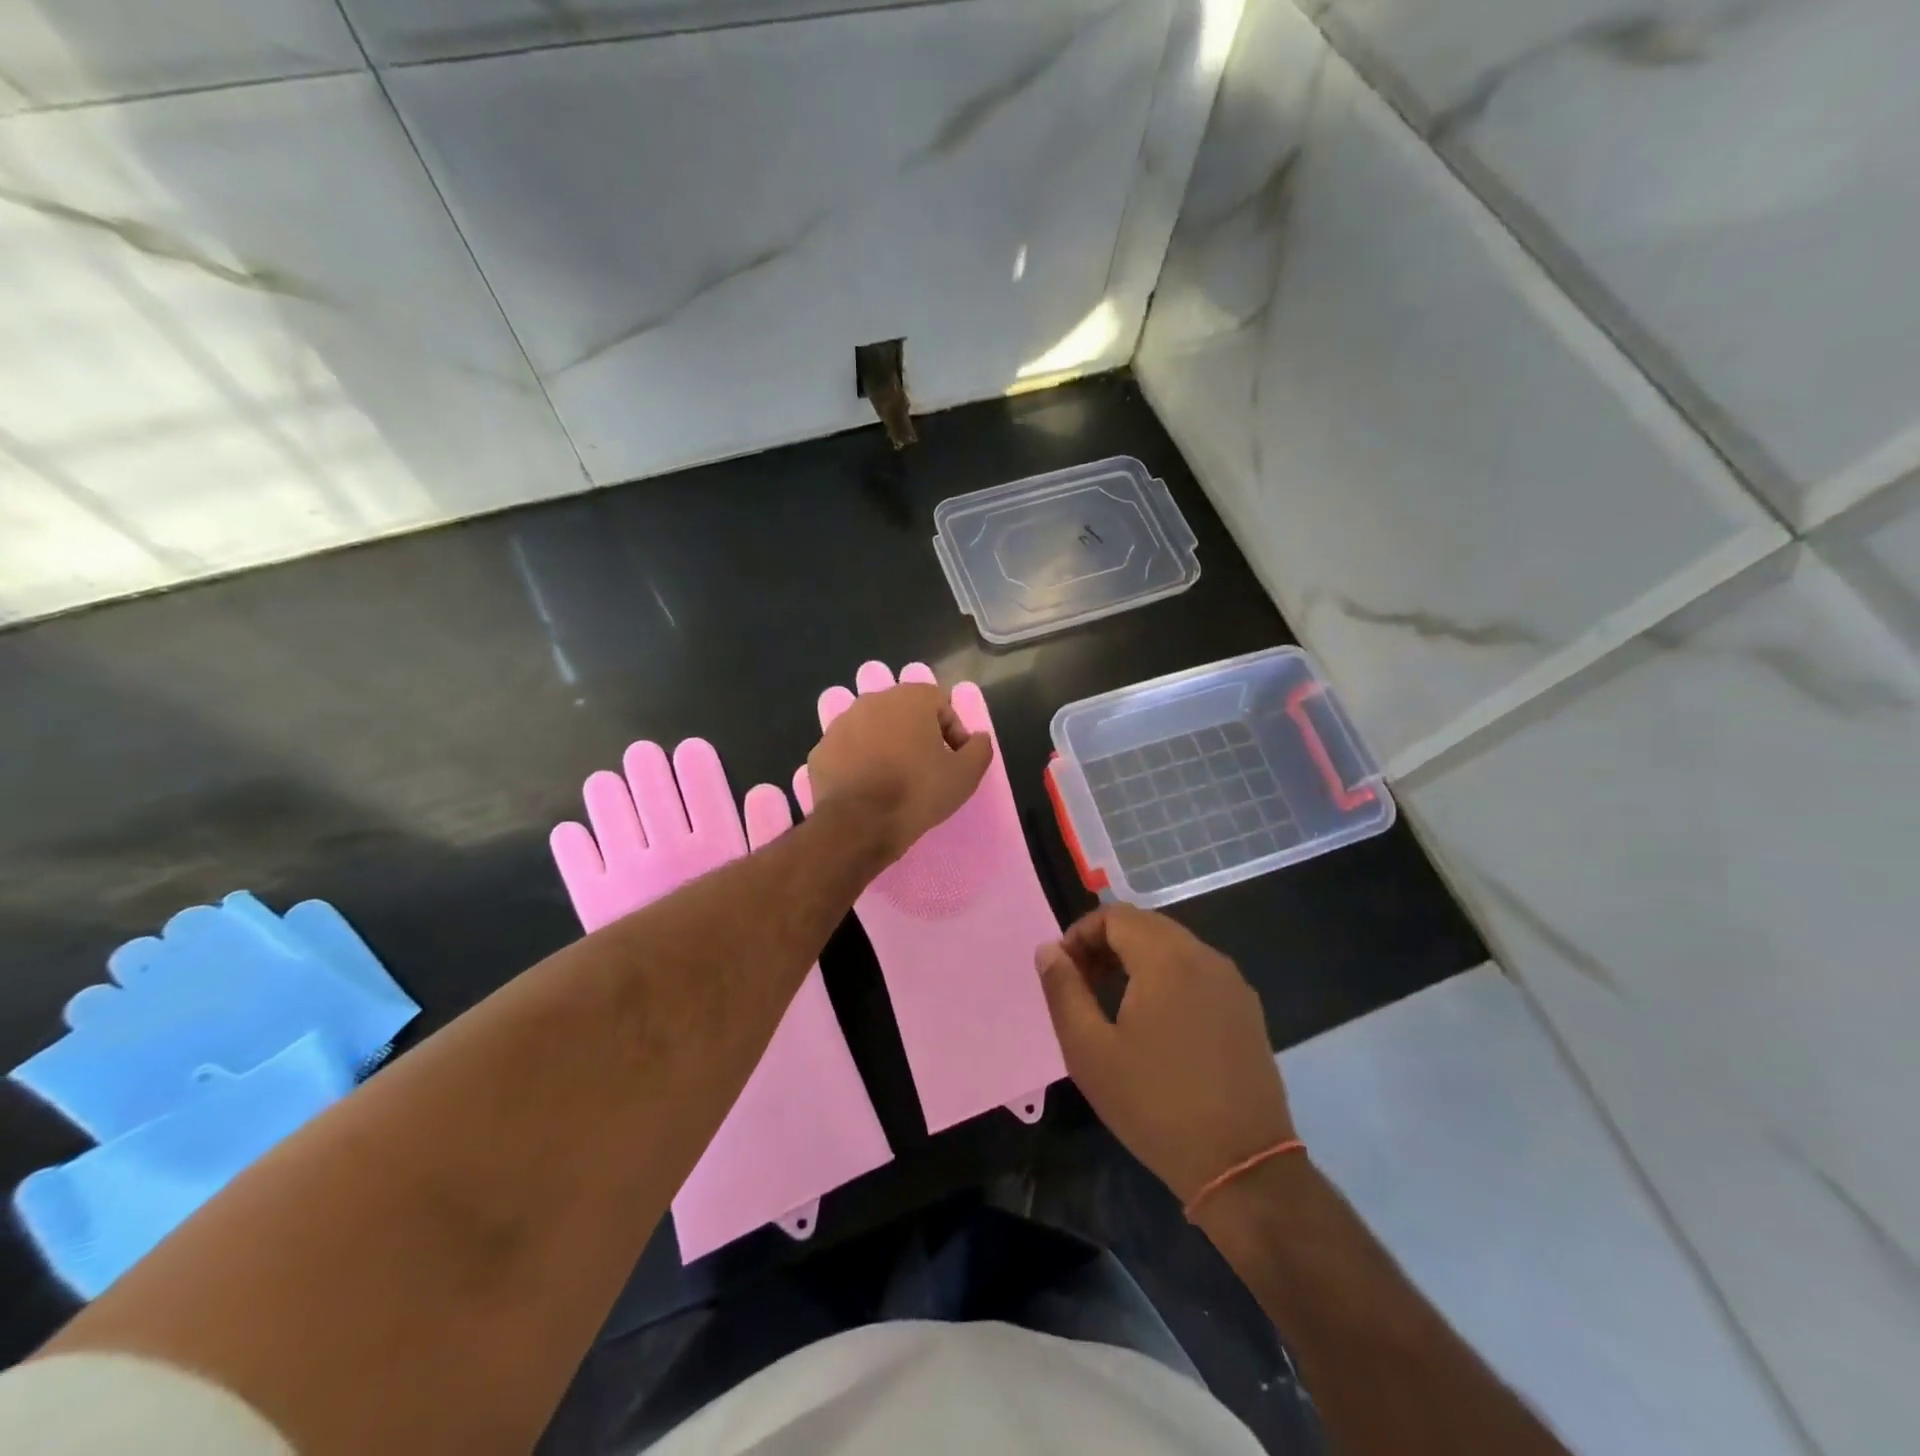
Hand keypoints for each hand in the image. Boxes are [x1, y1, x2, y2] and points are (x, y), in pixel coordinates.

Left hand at [805, 682, 993, 866]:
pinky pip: (848, 752)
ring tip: (895, 781)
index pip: (940, 704)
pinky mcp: (820, 751)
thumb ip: (979, 748)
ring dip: (886, 747)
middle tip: (926, 769)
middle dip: (917, 736)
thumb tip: (978, 738)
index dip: (953, 733)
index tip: (955, 761)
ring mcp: (840, 724)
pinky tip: (868, 790)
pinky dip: (859, 764)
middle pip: (904, 714)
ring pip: (873, 730)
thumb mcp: (966, 774)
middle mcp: (872, 700)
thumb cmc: (918, 792)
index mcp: (910, 698)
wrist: (860, 824)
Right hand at [1037, 905, 1294, 1204]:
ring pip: (1174, 948)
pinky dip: (1168, 979)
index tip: (1065, 971)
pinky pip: (1198, 974)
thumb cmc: (1154, 1104)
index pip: (1115, 915)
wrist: (1242, 1166)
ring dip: (1137, 961)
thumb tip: (1049, 950)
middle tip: (1083, 986)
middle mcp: (1205, 957)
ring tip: (1114, 1005)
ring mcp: (1232, 984)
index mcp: (1166, 958)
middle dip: (1107, 946)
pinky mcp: (1248, 1011)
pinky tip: (1157, 1025)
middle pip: (1146, 926)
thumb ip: (1063, 990)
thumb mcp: (1089, 1050)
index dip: (1081, 934)